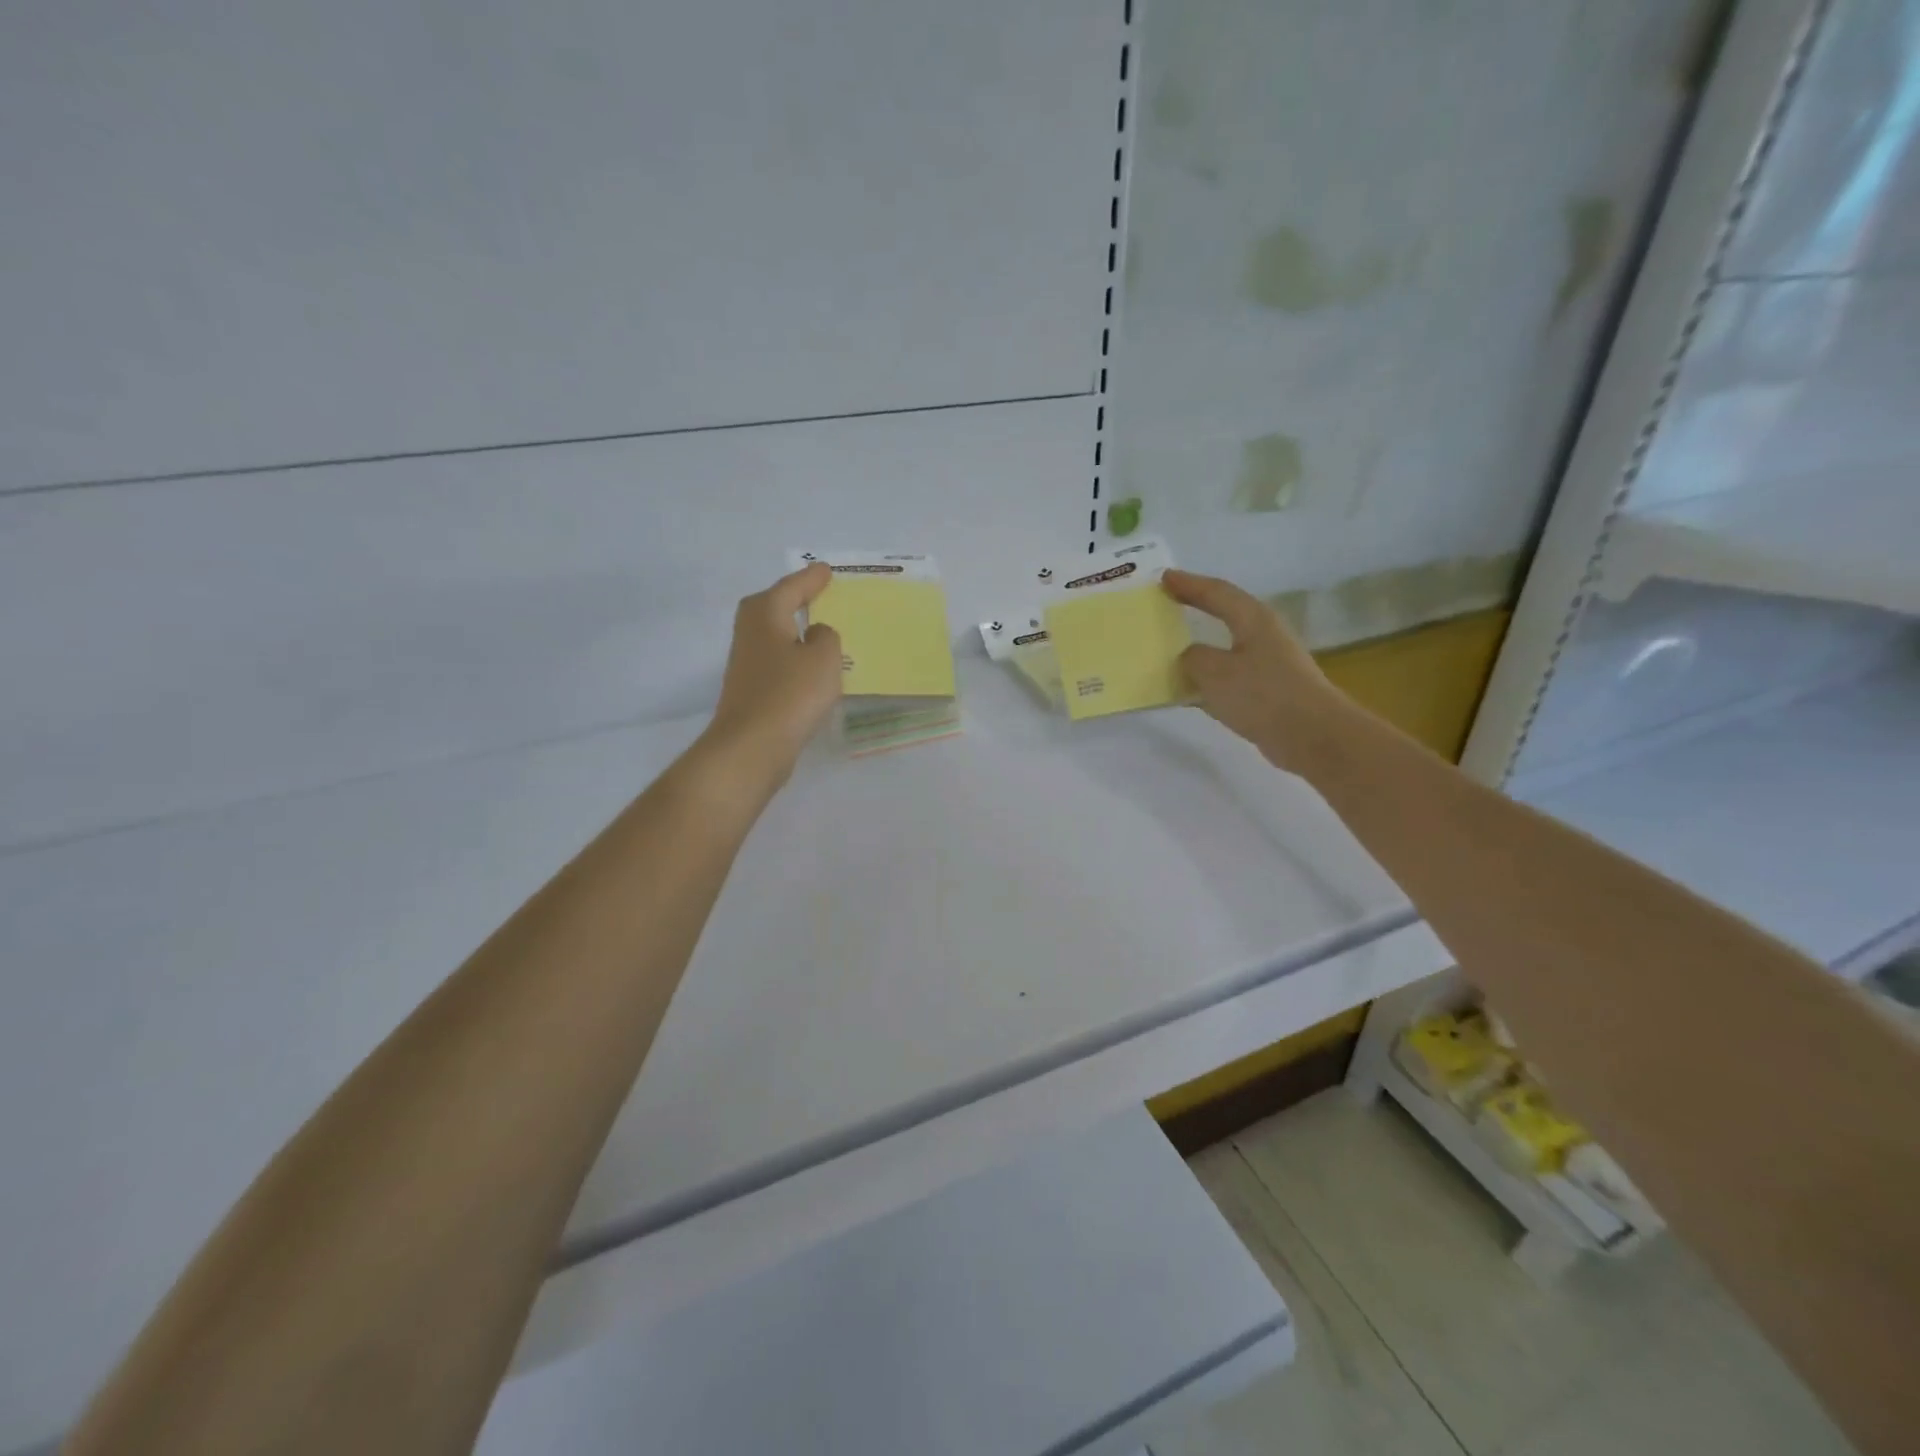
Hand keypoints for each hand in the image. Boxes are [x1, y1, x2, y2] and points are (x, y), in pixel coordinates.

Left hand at [699, 562, 842, 788]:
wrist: (752, 746)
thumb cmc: (790, 694)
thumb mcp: (823, 658)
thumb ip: (826, 637)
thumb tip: (815, 634)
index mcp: (765, 614)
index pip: (791, 587)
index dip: (811, 579)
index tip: (826, 570)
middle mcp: (750, 632)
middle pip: (773, 606)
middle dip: (794, 598)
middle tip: (819, 591)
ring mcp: (747, 663)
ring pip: (774, 635)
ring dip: (794, 629)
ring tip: (819, 627)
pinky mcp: (751, 690)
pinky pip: (778, 661)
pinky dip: (794, 656)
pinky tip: (810, 667)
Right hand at [1163, 569, 1344, 773]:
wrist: (1313, 736)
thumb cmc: (1263, 694)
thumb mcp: (1214, 672)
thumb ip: (1193, 658)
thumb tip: (1189, 656)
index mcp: (1253, 620)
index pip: (1216, 592)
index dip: (1189, 584)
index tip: (1163, 578)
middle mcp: (1263, 636)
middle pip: (1225, 615)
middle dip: (1196, 609)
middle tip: (1167, 605)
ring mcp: (1269, 665)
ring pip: (1225, 649)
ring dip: (1200, 648)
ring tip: (1170, 650)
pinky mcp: (1268, 692)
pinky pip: (1228, 678)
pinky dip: (1207, 680)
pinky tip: (1189, 691)